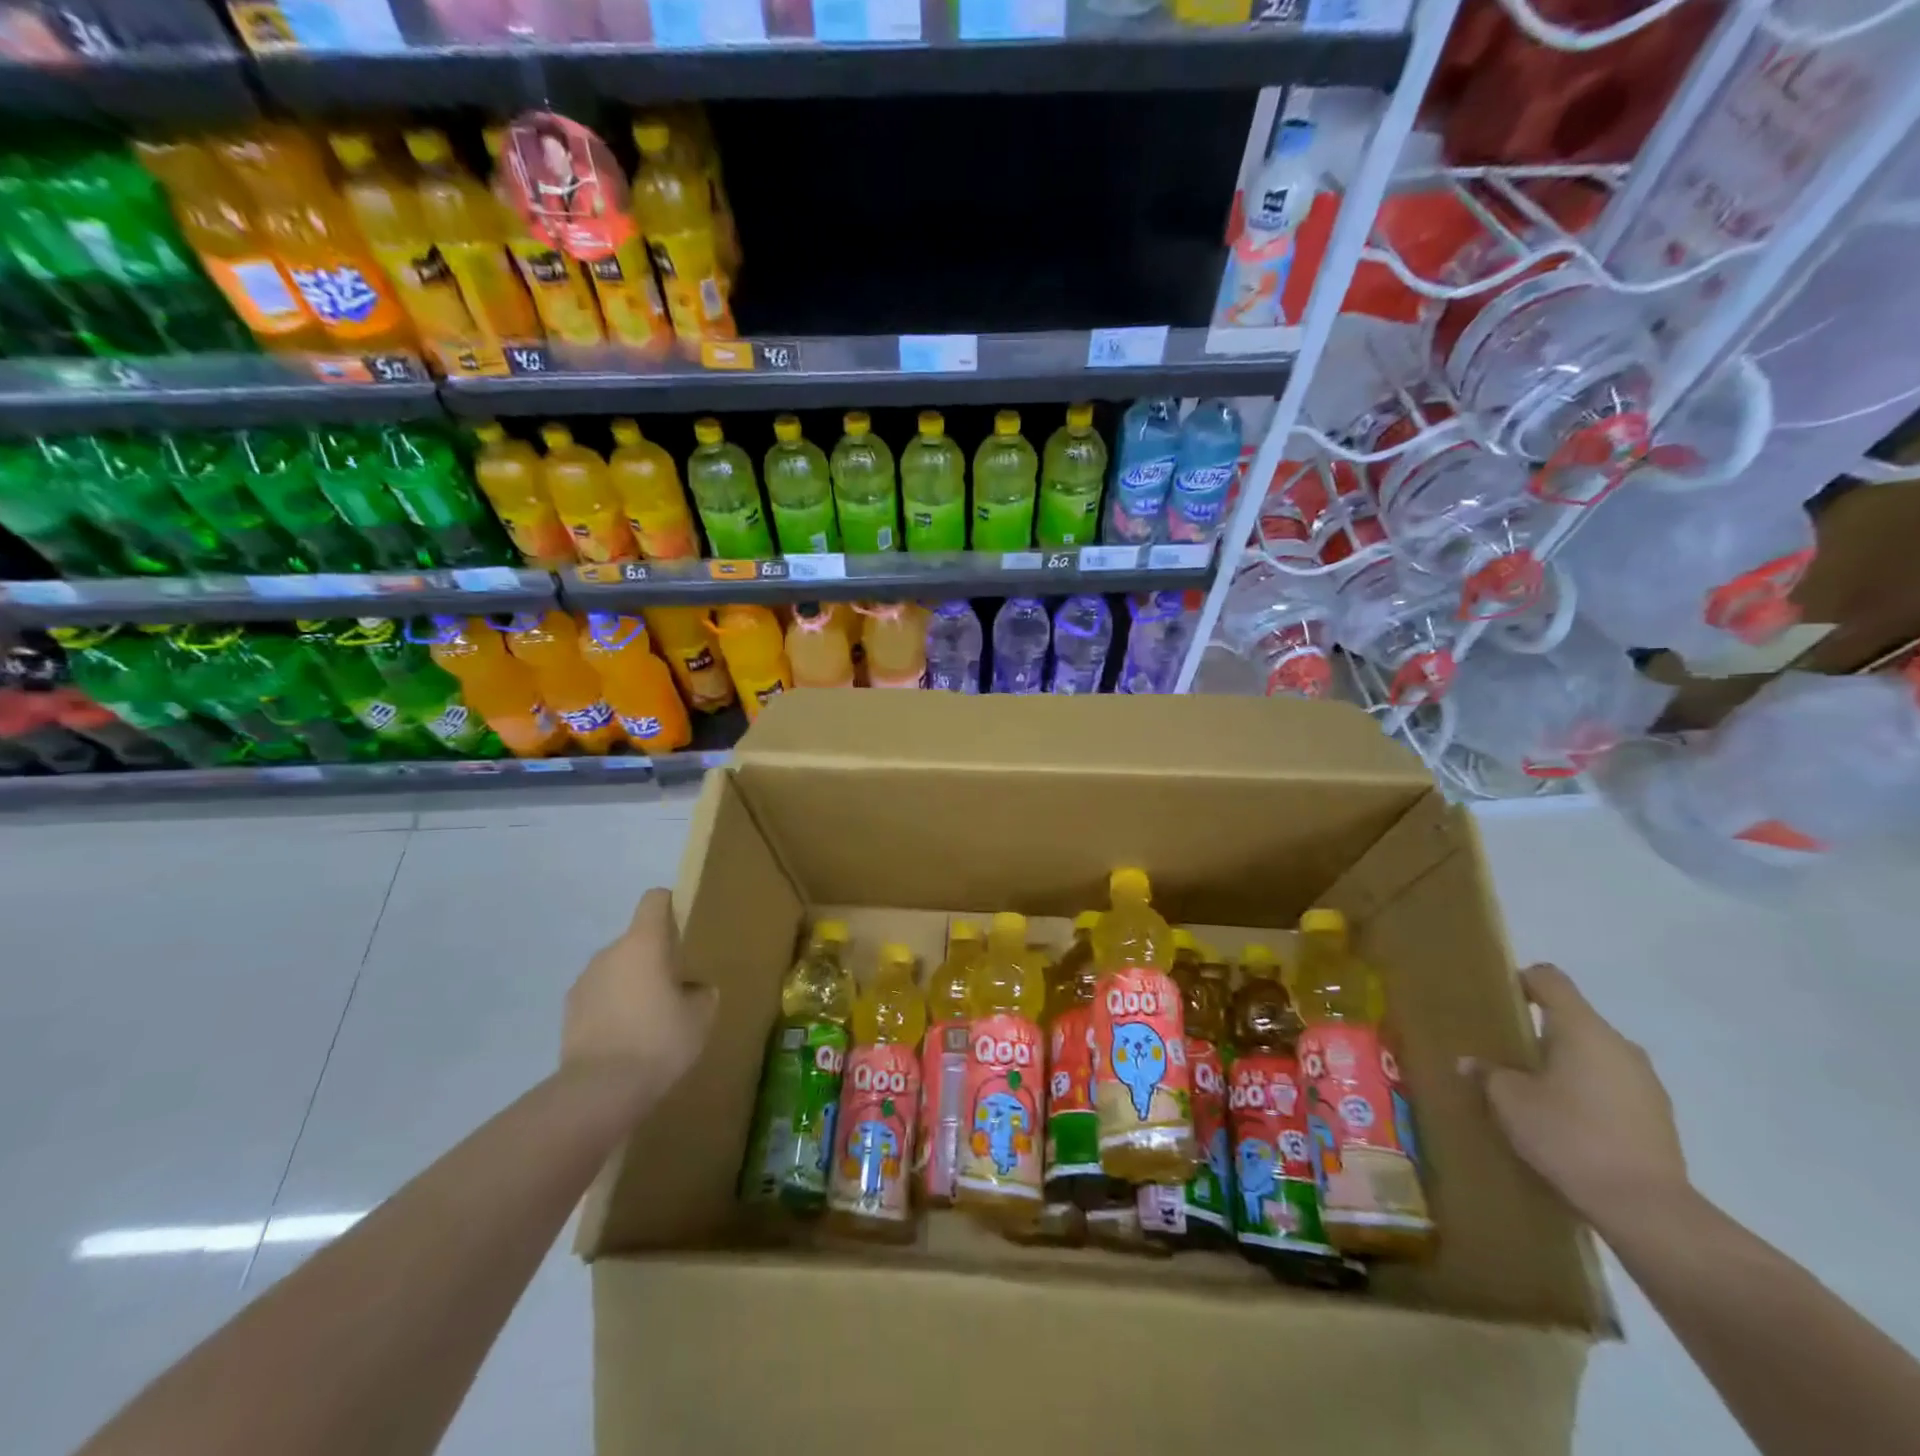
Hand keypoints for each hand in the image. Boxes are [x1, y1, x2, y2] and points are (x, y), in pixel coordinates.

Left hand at [563, 889, 716, 1102]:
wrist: (599, 1090)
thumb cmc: (658, 1040)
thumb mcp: (700, 1016)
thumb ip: (701, 992)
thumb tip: (693, 989)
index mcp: (643, 943)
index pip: (654, 900)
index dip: (671, 905)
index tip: (684, 927)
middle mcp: (609, 952)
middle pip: (636, 939)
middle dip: (654, 956)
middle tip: (674, 987)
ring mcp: (583, 981)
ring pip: (616, 969)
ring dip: (632, 982)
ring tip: (649, 1018)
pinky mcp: (568, 1011)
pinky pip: (599, 996)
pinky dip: (613, 1007)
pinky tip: (626, 1037)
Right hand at [1472, 963, 1688, 1233]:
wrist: (1645, 1207)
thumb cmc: (1568, 1135)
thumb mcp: (1509, 1100)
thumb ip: (1488, 1072)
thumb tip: (1471, 1062)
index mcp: (1582, 1028)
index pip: (1549, 979)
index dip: (1520, 981)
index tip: (1496, 1001)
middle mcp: (1619, 1044)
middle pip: (1572, 1017)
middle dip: (1538, 1030)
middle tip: (1505, 1053)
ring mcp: (1645, 1081)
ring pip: (1593, 1053)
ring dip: (1564, 1062)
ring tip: (1534, 1090)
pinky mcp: (1657, 1114)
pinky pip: (1612, 1084)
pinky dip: (1586, 1090)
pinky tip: (1566, 1120)